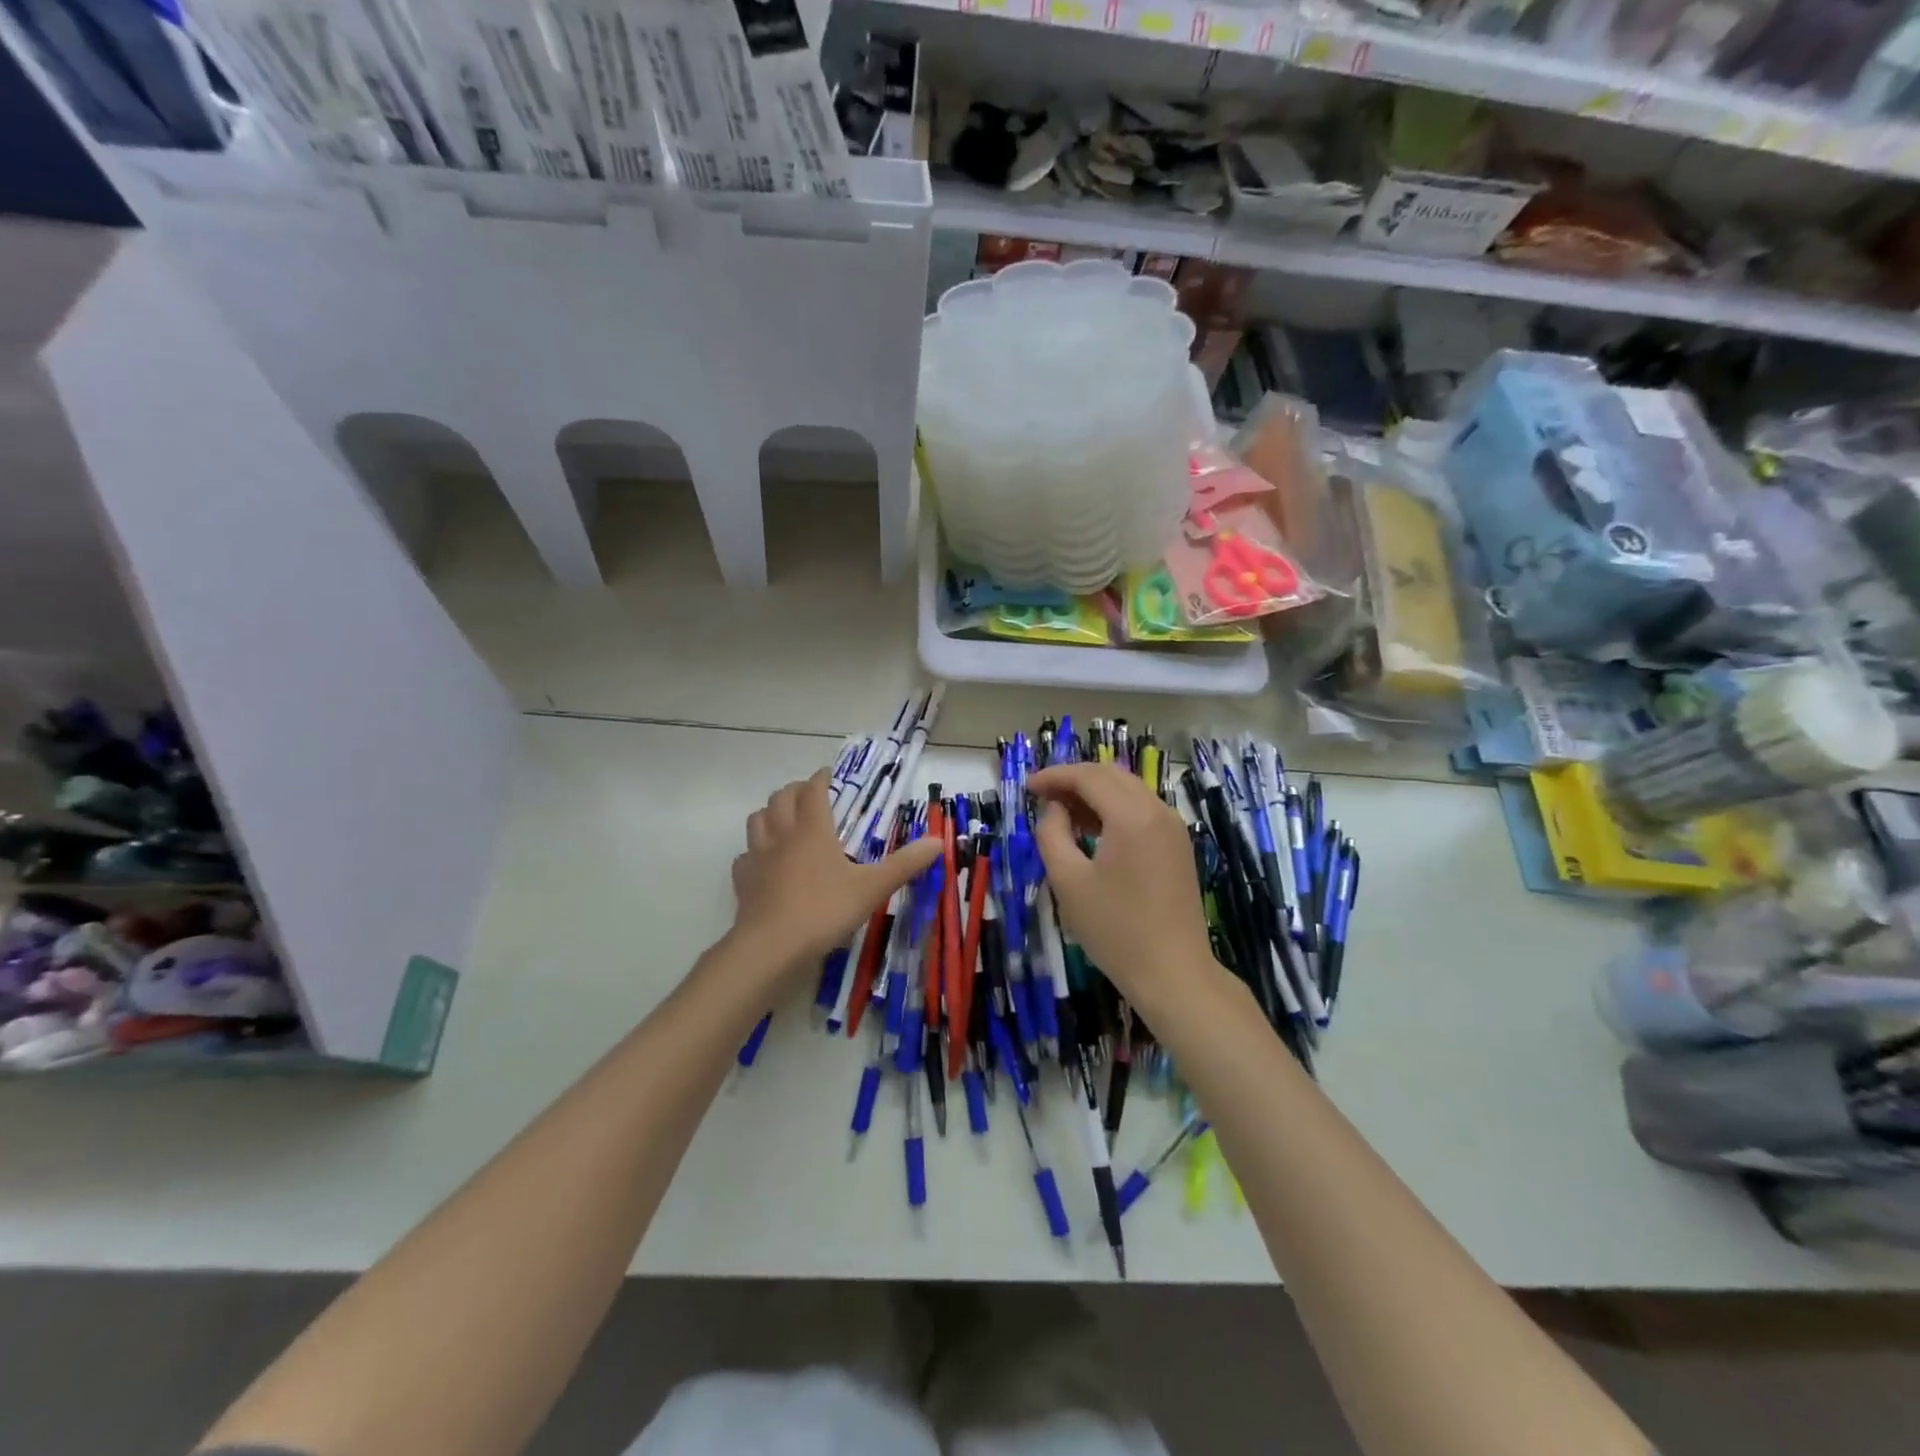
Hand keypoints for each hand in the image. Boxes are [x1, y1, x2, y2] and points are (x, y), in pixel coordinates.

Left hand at [730, 770, 941, 973]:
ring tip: (784, 819)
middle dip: (795, 790)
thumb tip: (938, 841)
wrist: (771, 947)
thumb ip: (905, 864)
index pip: (813, 791)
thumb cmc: (825, 910)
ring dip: (770, 813)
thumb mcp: (873, 887)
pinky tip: (764, 863)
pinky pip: (745, 857)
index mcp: (813, 829)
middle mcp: (782, 835)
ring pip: (757, 820)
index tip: (828, 774)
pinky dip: (754, 852)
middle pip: (781, 798)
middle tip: (809, 794)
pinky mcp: (743, 882)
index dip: (820, 778)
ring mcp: (757, 858)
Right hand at [1028, 762, 1218, 1014]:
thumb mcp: (1068, 880)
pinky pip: (1142, 811)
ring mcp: (1173, 828)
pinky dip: (1114, 809)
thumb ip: (1052, 834)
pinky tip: (1092, 829)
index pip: (1088, 777)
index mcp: (1132, 816)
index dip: (1054, 776)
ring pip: (1129, 791)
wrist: (1172, 972)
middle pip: (1111, 776)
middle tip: (1042, 796)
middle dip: (1074, 779)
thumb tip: (1055, 809)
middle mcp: (1158, 811)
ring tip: (1062, 812)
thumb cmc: (1114, 929)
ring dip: (1094, 793)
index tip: (1027, 788)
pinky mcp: (1178, 846)